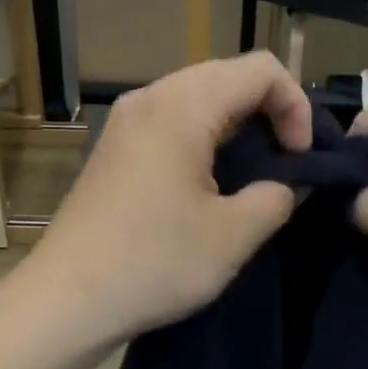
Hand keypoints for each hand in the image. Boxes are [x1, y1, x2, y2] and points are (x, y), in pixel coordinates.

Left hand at [27, 53, 312, 344]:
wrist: (66, 299)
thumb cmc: (154, 263)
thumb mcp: (233, 235)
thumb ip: (277, 196)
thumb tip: (288, 183)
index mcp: (182, 106)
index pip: (260, 69)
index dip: (296, 106)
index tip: (300, 158)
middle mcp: (149, 98)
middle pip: (227, 75)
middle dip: (268, 111)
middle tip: (284, 163)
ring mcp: (125, 121)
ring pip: (198, 97)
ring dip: (236, 126)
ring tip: (252, 175)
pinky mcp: (113, 148)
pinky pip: (171, 120)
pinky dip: (204, 137)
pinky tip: (209, 183)